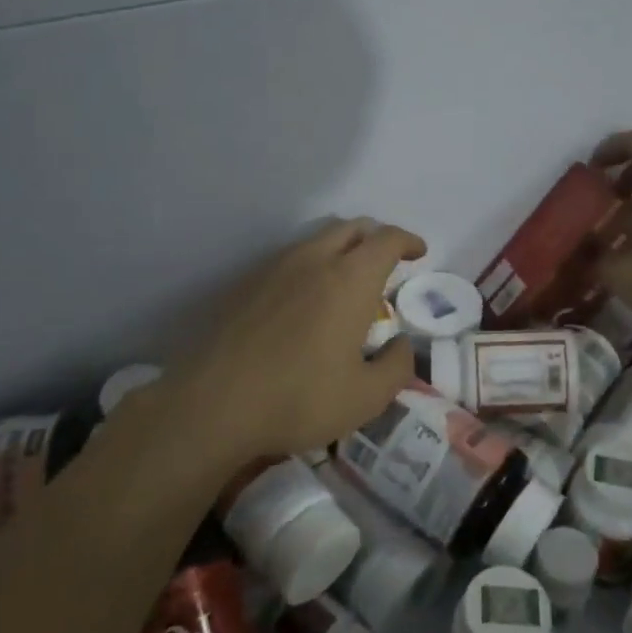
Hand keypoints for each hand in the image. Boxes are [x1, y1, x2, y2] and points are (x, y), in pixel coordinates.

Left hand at [163, 218, 426, 462]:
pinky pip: (288, 259)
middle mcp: (312, 260)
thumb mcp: (366, 397)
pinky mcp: (244, 284)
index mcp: (349, 279)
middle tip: (386, 264)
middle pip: (351, 228)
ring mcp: (273, 268)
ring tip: (346, 283)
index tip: (418, 253)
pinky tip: (305, 301)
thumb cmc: (299, 398)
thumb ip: (397, 366)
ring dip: (340, 249)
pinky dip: (310, 266)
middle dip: (375, 238)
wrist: (213, 404)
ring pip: (316, 240)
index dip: (408, 241)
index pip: (387, 239)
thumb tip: (401, 343)